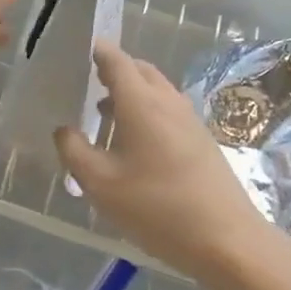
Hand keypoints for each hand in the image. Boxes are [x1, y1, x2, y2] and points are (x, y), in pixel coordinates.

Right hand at [56, 40, 274, 281]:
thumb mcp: (102, 185)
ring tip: (104, 113)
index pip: (116, 59)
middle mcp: (167, 100)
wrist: (227, 239)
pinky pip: (167, 108)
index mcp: (141, 101)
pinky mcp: (201, 138)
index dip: (97, 51)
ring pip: (155, 89)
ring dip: (130, 92)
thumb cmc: (158, 208)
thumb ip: (74, 152)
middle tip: (87, 82)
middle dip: (113, 70)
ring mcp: (189, 118)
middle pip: (138, 70)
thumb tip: (63, 129)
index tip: (77, 50)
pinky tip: (135, 142)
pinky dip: (147, 109)